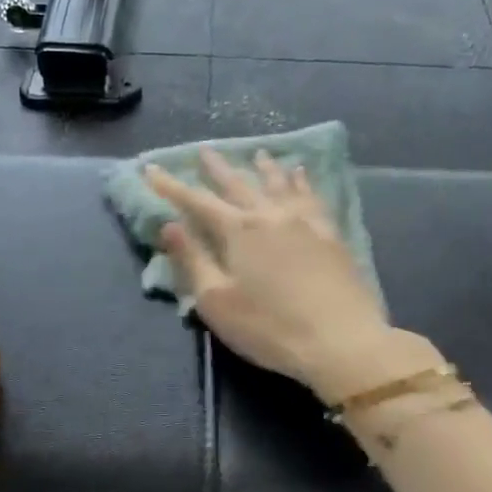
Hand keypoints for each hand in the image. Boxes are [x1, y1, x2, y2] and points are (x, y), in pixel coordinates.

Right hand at [146, 150, 441, 401]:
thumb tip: (168, 225)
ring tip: (256, 154)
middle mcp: (270, 215)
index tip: (151, 170)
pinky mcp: (330, 234)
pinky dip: (301, 180)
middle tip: (204, 150)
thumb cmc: (268, 327)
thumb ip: (192, 260)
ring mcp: (305, 221)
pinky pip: (312, 195)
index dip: (171, 186)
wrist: (340, 340)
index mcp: (238, 231)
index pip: (196, 201)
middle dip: (217, 168)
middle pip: (238, 184)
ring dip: (262, 167)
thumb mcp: (216, 302)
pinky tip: (300, 173)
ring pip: (278, 183)